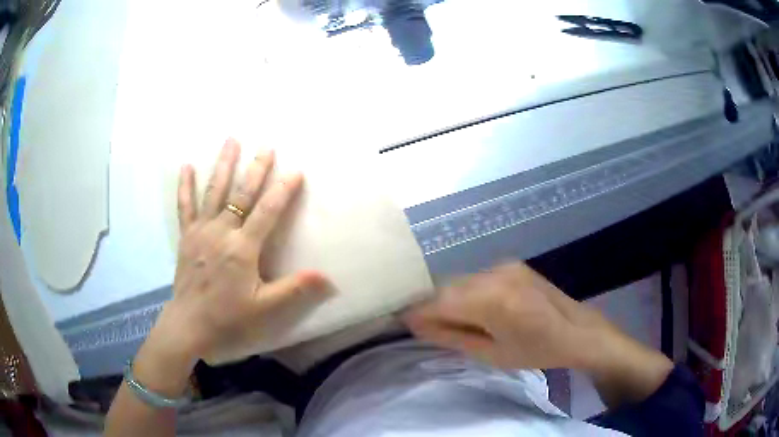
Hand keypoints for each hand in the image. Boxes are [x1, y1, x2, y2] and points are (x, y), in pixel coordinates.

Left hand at [155, 138, 326, 362]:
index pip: (267, 211)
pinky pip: (185, 206)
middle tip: (267, 146)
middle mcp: (221, 232)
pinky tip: (187, 166)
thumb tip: (329, 279)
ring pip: (214, 191)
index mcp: (242, 248)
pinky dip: (186, 185)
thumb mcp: (265, 308)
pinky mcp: (186, 236)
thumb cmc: (228, 318)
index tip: (296, 171)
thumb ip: (295, 289)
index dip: (283, 190)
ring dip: (223, 164)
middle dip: (256, 169)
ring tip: (231, 140)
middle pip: (241, 193)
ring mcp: (200, 231)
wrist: (189, 325)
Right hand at [403, 262, 605, 369]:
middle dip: (432, 306)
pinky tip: (474, 309)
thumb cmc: (537, 351)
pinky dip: (467, 293)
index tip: (402, 323)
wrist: (578, 331)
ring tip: (451, 321)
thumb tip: (415, 324)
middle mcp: (495, 274)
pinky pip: (476, 277)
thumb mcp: (490, 354)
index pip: (439, 301)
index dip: (417, 312)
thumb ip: (450, 337)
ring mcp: (505, 266)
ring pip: (461, 281)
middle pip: (447, 287)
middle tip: (426, 327)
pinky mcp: (511, 265)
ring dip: (449, 299)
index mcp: (493, 300)